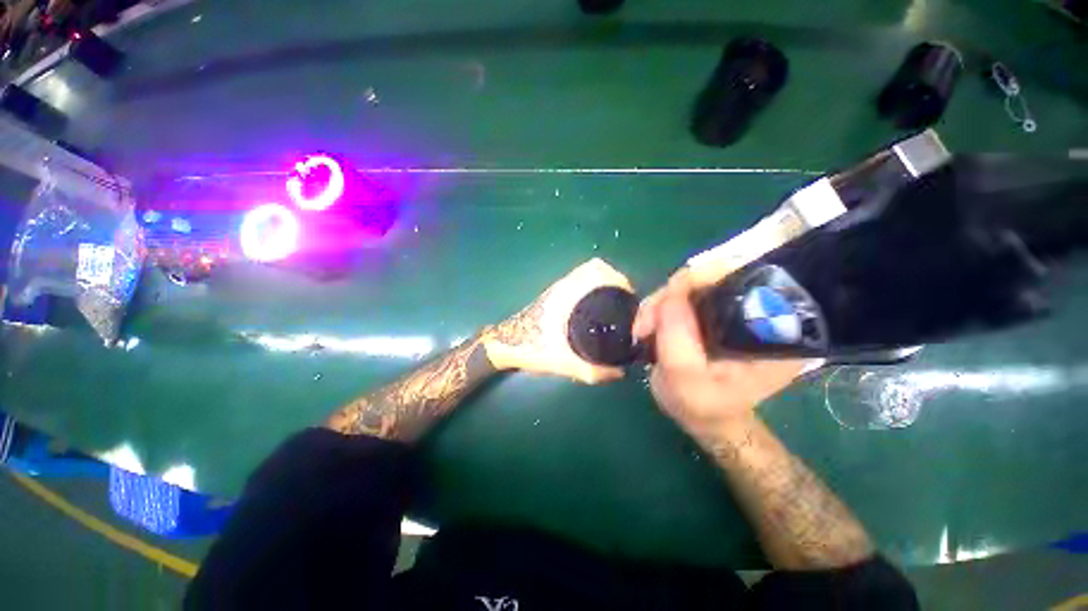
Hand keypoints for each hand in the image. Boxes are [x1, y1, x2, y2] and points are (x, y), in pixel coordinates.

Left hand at [484, 258, 632, 384]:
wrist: (504, 346)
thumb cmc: (531, 349)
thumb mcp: (564, 363)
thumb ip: (593, 371)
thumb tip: (620, 372)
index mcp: (566, 294)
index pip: (596, 269)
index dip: (617, 277)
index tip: (629, 296)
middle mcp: (563, 287)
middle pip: (596, 269)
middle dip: (615, 281)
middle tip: (626, 304)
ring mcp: (558, 290)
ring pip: (587, 276)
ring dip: (604, 284)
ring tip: (618, 307)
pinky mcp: (554, 297)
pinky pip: (580, 285)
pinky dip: (594, 289)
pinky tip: (598, 311)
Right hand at [633, 274, 805, 441]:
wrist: (703, 413)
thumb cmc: (701, 405)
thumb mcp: (686, 380)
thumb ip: (677, 338)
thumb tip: (670, 292)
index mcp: (772, 331)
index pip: (745, 280)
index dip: (703, 279)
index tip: (667, 302)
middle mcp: (759, 311)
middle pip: (713, 276)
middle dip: (671, 295)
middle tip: (645, 325)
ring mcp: (734, 307)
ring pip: (692, 282)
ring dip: (660, 302)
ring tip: (643, 329)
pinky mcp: (713, 309)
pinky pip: (683, 293)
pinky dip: (660, 305)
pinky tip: (649, 324)